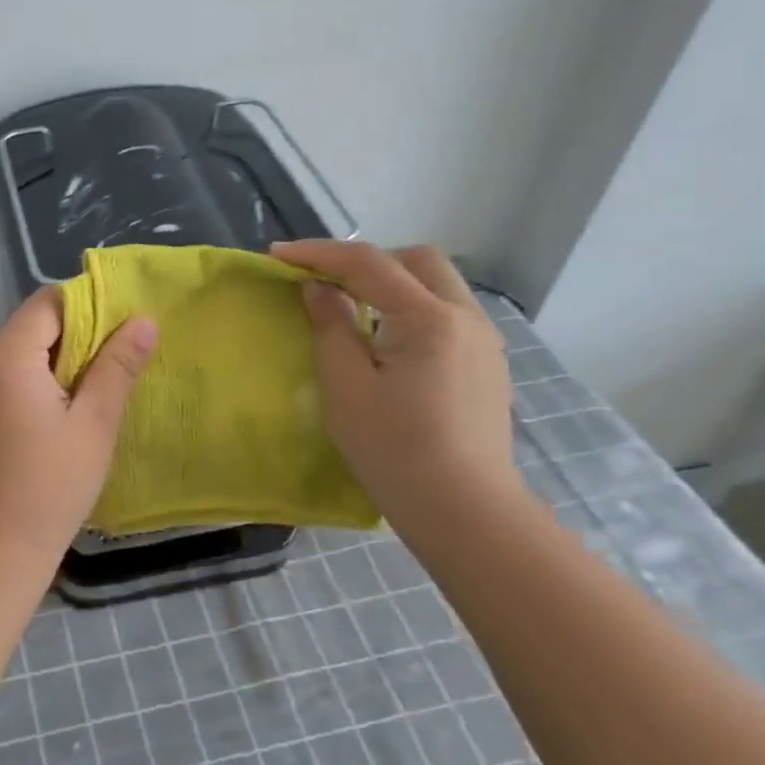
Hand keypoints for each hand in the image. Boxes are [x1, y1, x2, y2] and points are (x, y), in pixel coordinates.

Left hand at [0, 289, 157, 564]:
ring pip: (11, 356)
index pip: (48, 303)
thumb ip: (117, 366)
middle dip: (69, 344)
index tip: (118, 337)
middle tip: (105, 379)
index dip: (87, 310)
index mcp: (5, 356)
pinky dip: (20, 388)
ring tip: (76, 408)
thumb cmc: (50, 489)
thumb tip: (144, 320)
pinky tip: (39, 428)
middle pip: (28, 329)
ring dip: (45, 368)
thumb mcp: (94, 426)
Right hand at [271, 239, 519, 524]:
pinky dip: (413, 310)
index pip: (369, 264)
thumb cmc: (395, 449)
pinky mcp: (487, 365)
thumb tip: (319, 289)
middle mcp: (466, 317)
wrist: (465, 511)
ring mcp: (484, 341)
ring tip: (355, 312)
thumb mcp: (346, 387)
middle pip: (416, 260)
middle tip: (327, 284)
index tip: (278, 255)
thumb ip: (331, 327)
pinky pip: (447, 314)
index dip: (318, 253)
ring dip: (393, 284)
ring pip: (437, 285)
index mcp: (429, 318)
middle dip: (367, 261)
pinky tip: (390, 345)